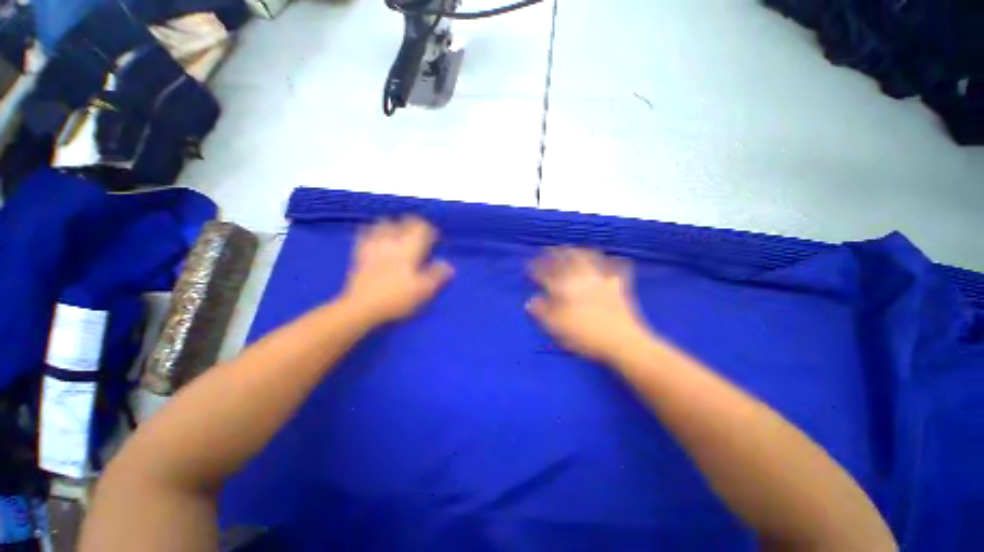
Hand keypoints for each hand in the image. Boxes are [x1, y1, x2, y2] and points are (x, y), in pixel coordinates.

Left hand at [342, 216, 453, 324]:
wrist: (362, 308)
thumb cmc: (397, 298)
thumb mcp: (424, 290)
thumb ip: (437, 275)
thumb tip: (449, 265)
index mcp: (409, 249)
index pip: (421, 228)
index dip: (430, 230)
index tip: (435, 237)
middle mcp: (392, 243)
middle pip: (402, 222)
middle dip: (411, 224)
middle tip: (418, 232)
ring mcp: (374, 247)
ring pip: (382, 225)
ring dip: (392, 225)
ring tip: (397, 231)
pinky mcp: (359, 255)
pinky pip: (364, 236)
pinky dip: (371, 232)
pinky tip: (373, 237)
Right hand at [527, 248, 651, 363]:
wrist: (621, 342)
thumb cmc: (585, 337)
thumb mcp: (556, 328)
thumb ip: (541, 312)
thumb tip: (530, 301)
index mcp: (564, 289)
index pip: (545, 274)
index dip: (535, 269)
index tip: (528, 266)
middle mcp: (581, 279)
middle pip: (567, 259)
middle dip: (556, 252)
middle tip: (550, 249)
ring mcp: (600, 280)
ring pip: (589, 258)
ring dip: (579, 251)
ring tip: (574, 249)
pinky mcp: (617, 286)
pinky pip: (615, 268)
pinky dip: (611, 261)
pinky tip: (611, 259)